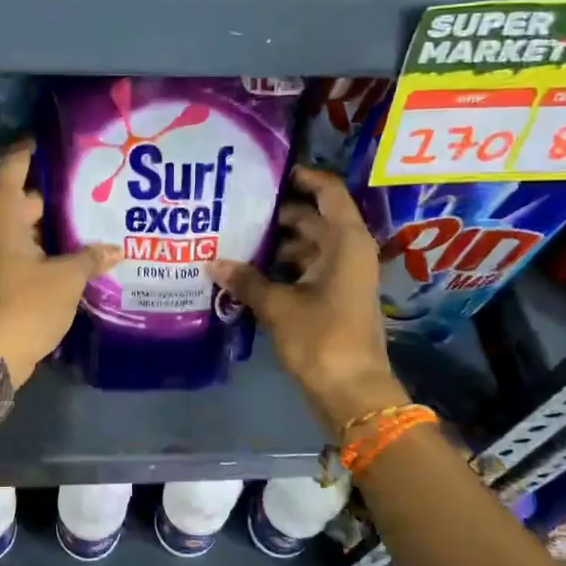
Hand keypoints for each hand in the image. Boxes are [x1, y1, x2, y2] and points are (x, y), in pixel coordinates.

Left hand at [0, 138, 120, 387]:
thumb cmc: (24, 304)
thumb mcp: (66, 278)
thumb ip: (91, 257)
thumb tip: (116, 249)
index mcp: (0, 211)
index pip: (15, 161)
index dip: (36, 146)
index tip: (63, 139)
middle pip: (24, 195)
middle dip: (58, 192)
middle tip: (96, 185)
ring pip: (24, 226)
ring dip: (53, 224)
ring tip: (93, 218)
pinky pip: (21, 249)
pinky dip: (44, 247)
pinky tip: (75, 253)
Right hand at [210, 166, 407, 433]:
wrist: (353, 392)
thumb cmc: (322, 339)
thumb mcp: (279, 306)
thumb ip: (246, 280)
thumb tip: (213, 262)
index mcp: (345, 241)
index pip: (328, 192)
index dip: (302, 177)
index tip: (268, 173)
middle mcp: (348, 251)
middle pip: (312, 219)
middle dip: (276, 215)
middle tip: (235, 209)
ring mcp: (343, 276)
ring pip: (306, 246)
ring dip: (275, 244)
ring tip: (234, 240)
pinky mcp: (334, 298)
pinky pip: (306, 269)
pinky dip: (281, 268)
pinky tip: (248, 273)